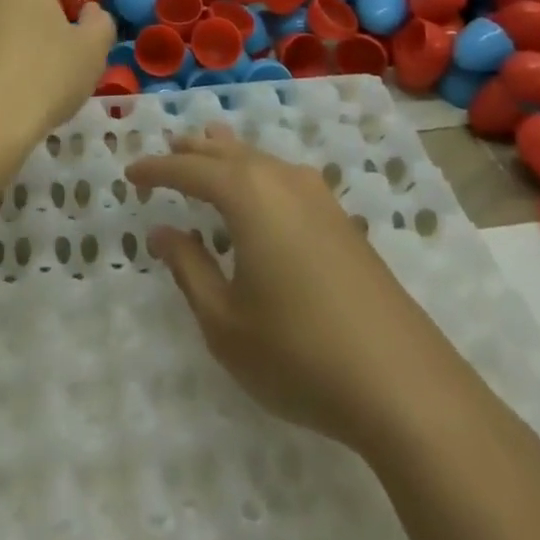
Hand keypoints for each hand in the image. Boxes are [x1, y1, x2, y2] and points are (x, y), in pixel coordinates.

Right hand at [125, 123, 474, 453]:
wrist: (408, 390)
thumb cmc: (299, 353)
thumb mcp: (224, 320)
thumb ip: (188, 268)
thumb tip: (162, 231)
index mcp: (246, 194)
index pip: (188, 169)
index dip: (156, 170)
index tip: (130, 174)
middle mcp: (282, 181)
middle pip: (228, 152)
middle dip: (194, 150)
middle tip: (169, 148)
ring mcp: (320, 200)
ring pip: (262, 160)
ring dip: (230, 156)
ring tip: (210, 149)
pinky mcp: (345, 224)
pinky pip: (287, 179)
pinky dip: (260, 174)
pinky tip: (264, 193)